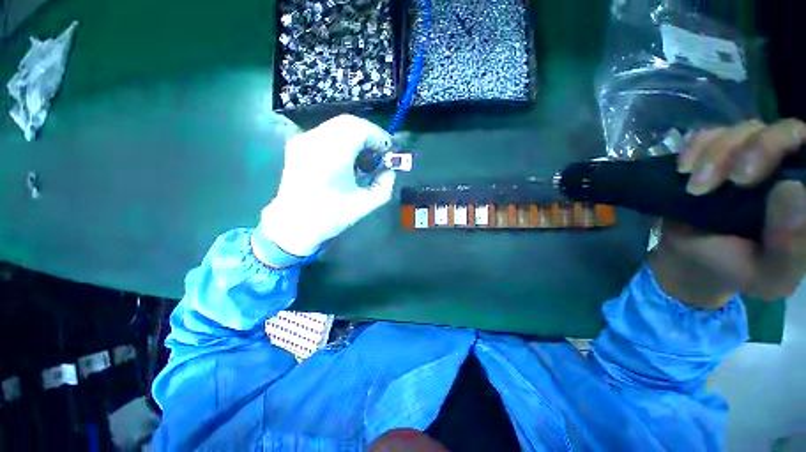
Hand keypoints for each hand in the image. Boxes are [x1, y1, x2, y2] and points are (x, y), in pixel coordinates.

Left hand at [259, 115, 394, 256]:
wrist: (292, 225)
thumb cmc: (330, 216)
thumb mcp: (365, 204)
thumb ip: (385, 185)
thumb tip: (390, 170)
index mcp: (331, 154)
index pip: (361, 129)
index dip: (379, 136)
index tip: (389, 152)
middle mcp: (315, 140)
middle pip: (349, 122)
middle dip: (370, 135)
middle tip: (379, 154)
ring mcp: (303, 140)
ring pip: (337, 125)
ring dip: (357, 137)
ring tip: (364, 158)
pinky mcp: (298, 145)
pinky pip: (326, 133)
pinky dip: (343, 140)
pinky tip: (347, 159)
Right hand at [650, 119, 805, 308]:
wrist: (693, 259)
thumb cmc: (738, 269)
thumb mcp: (770, 274)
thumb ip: (790, 247)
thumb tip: (791, 189)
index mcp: (805, 194)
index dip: (794, 149)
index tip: (765, 177)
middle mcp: (785, 167)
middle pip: (782, 130)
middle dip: (755, 149)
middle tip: (733, 181)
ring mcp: (749, 156)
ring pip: (742, 129)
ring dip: (716, 154)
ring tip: (695, 188)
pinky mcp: (716, 155)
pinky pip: (708, 134)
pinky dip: (694, 148)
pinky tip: (684, 170)